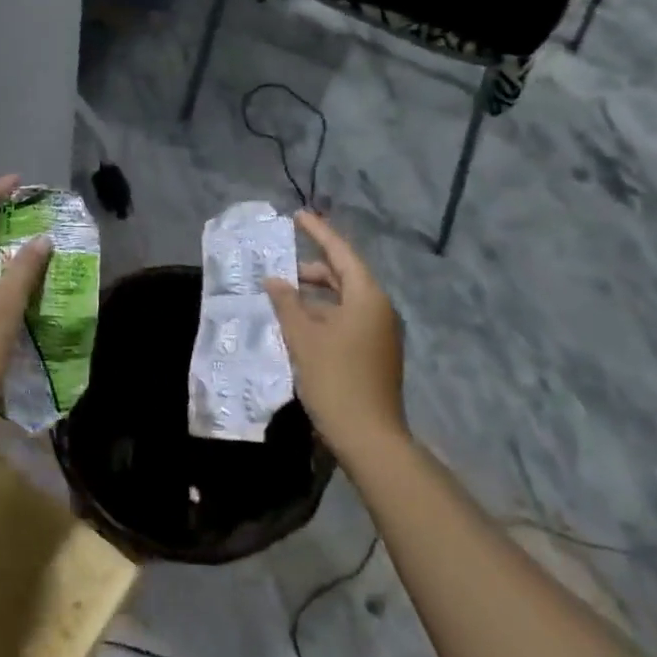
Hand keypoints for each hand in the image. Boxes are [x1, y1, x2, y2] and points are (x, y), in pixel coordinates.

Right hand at [264, 210, 404, 458]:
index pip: (340, 253)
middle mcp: (379, 309)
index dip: (318, 233)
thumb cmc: (335, 379)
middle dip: (312, 269)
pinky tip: (298, 323)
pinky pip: (347, 320)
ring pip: (344, 300)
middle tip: (280, 265)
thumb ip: (286, 303)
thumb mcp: (303, 337)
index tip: (298, 217)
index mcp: (367, 298)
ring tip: (283, 295)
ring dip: (315, 295)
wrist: (370, 439)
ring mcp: (380, 333)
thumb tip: (275, 281)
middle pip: (344, 276)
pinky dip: (323, 314)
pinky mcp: (375, 353)